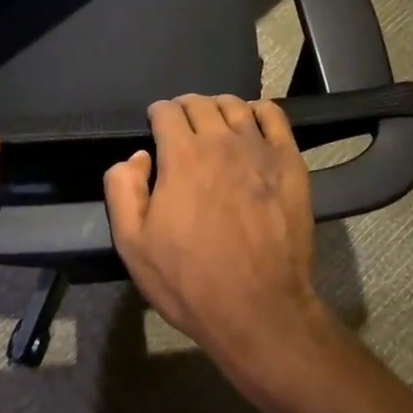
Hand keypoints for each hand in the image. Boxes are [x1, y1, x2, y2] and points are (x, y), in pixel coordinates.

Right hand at [104, 94, 335, 396]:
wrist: (258, 308)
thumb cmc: (189, 281)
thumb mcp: (133, 245)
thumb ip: (123, 190)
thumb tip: (136, 156)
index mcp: (181, 156)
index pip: (166, 111)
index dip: (157, 115)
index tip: (156, 127)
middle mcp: (220, 141)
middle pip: (199, 103)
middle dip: (184, 109)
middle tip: (181, 128)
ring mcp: (259, 149)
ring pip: (234, 105)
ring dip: (217, 108)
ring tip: (213, 124)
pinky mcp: (289, 161)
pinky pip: (274, 116)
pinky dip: (258, 111)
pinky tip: (251, 123)